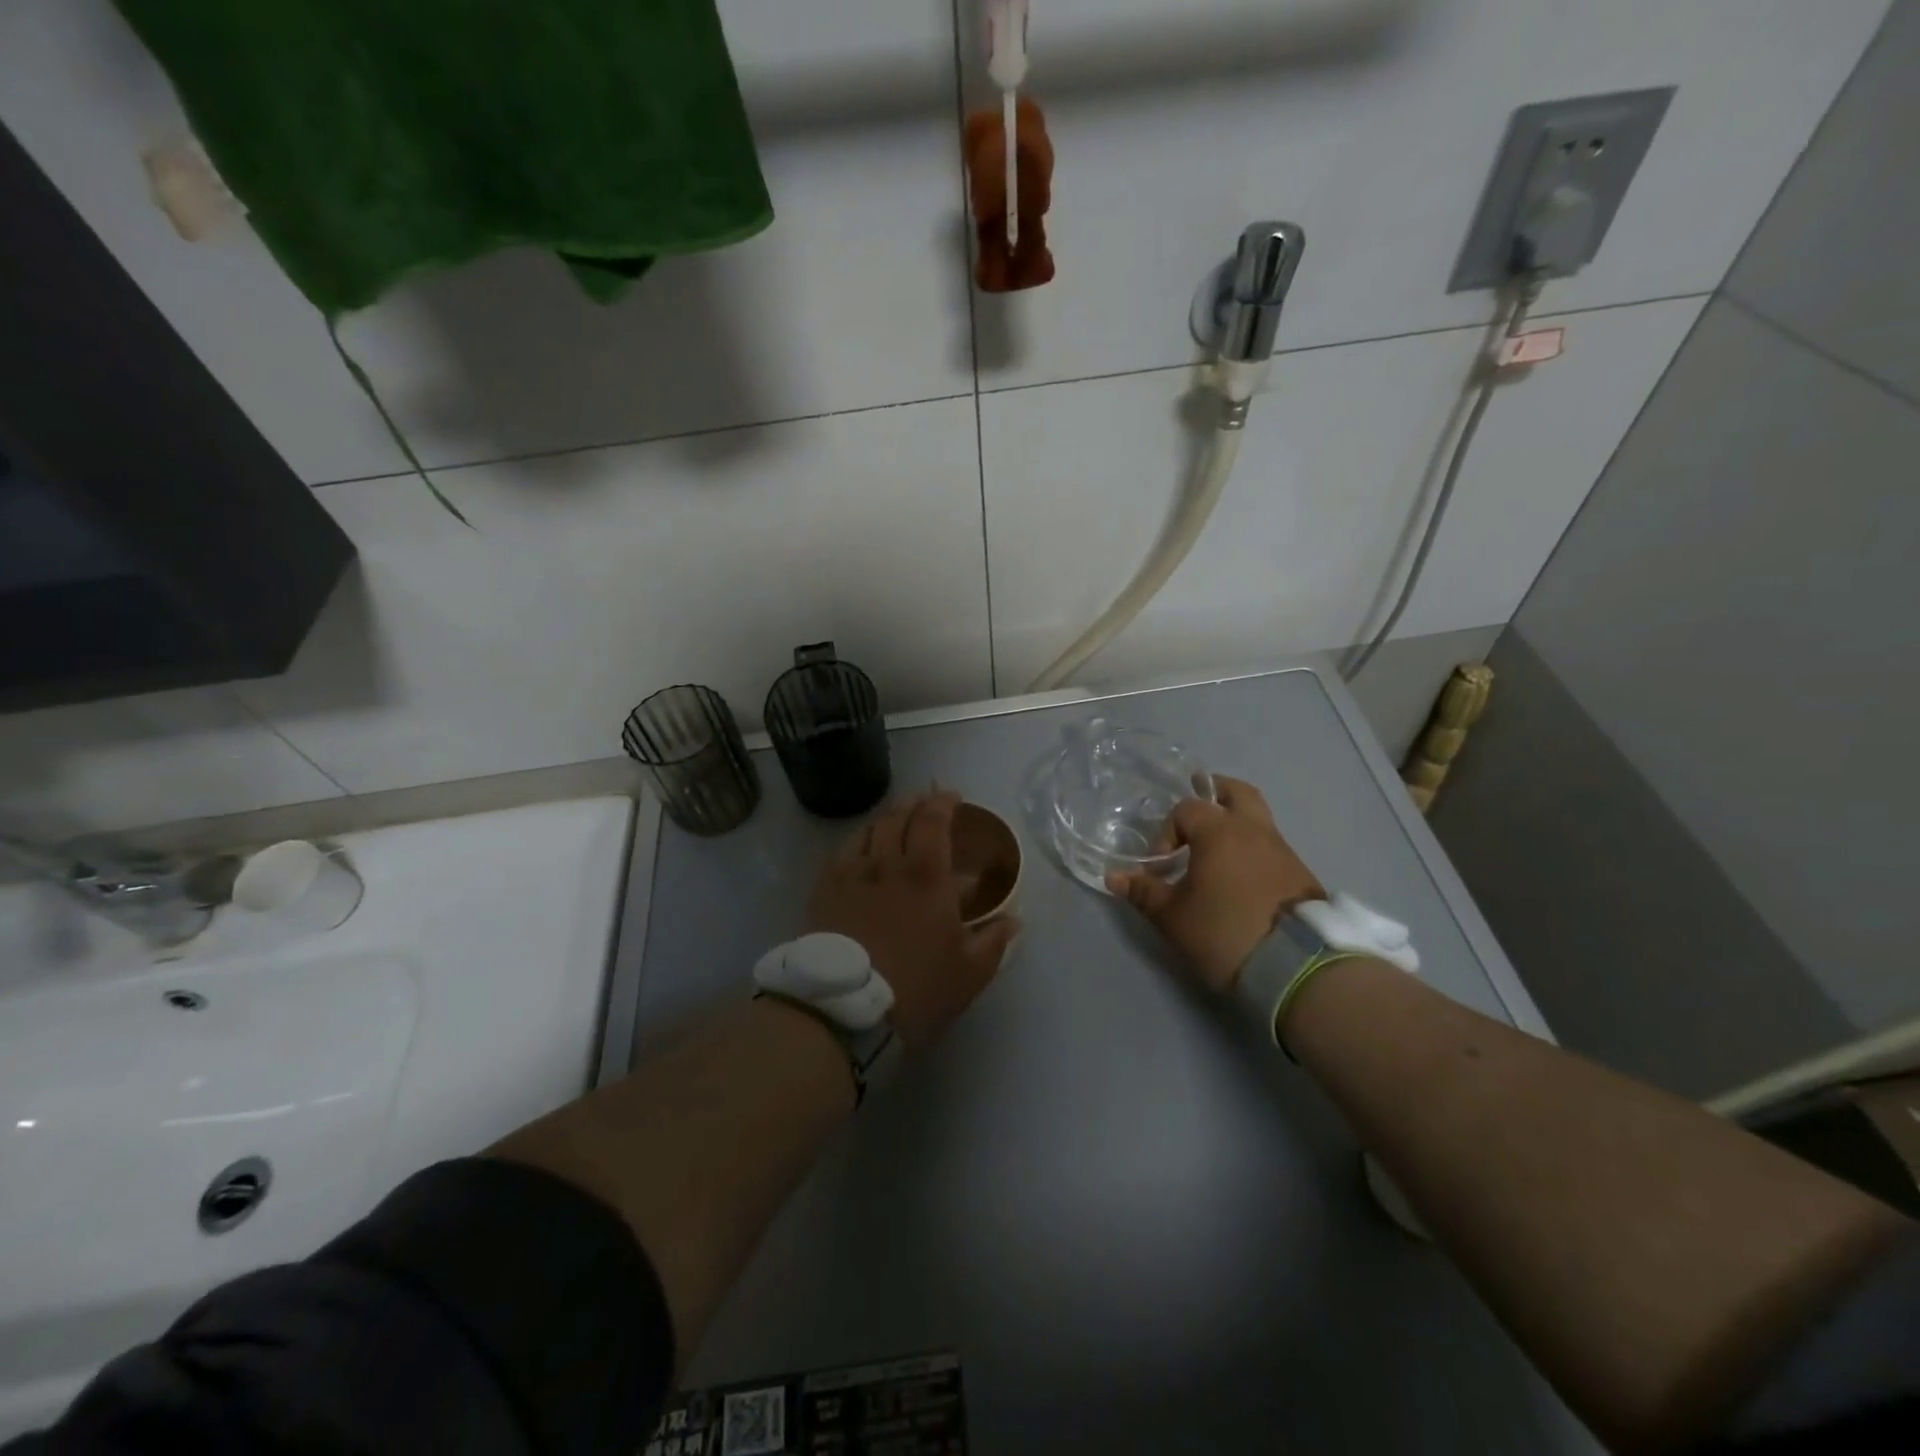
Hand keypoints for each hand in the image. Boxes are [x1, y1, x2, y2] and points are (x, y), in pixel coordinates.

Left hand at [806, 791, 1020, 1047]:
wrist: (845, 1011)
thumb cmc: (916, 989)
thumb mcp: (969, 973)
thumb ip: (994, 941)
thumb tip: (1015, 920)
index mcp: (927, 875)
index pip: (933, 820)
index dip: (943, 802)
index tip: (953, 797)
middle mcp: (887, 863)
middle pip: (898, 816)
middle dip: (915, 803)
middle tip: (926, 804)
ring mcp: (851, 875)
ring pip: (869, 829)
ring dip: (887, 818)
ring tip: (896, 822)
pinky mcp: (824, 891)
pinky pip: (841, 851)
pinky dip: (858, 840)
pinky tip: (862, 849)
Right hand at [1107, 776, 1322, 991]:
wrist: (1298, 967)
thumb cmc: (1225, 931)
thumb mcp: (1174, 917)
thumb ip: (1144, 892)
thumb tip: (1114, 877)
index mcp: (1220, 831)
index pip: (1186, 809)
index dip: (1167, 832)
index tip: (1162, 866)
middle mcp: (1254, 830)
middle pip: (1235, 792)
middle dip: (1213, 796)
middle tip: (1195, 818)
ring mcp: (1282, 850)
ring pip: (1258, 819)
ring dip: (1235, 827)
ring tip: (1214, 856)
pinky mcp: (1301, 874)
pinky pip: (1271, 846)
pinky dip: (1253, 850)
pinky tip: (1240, 878)